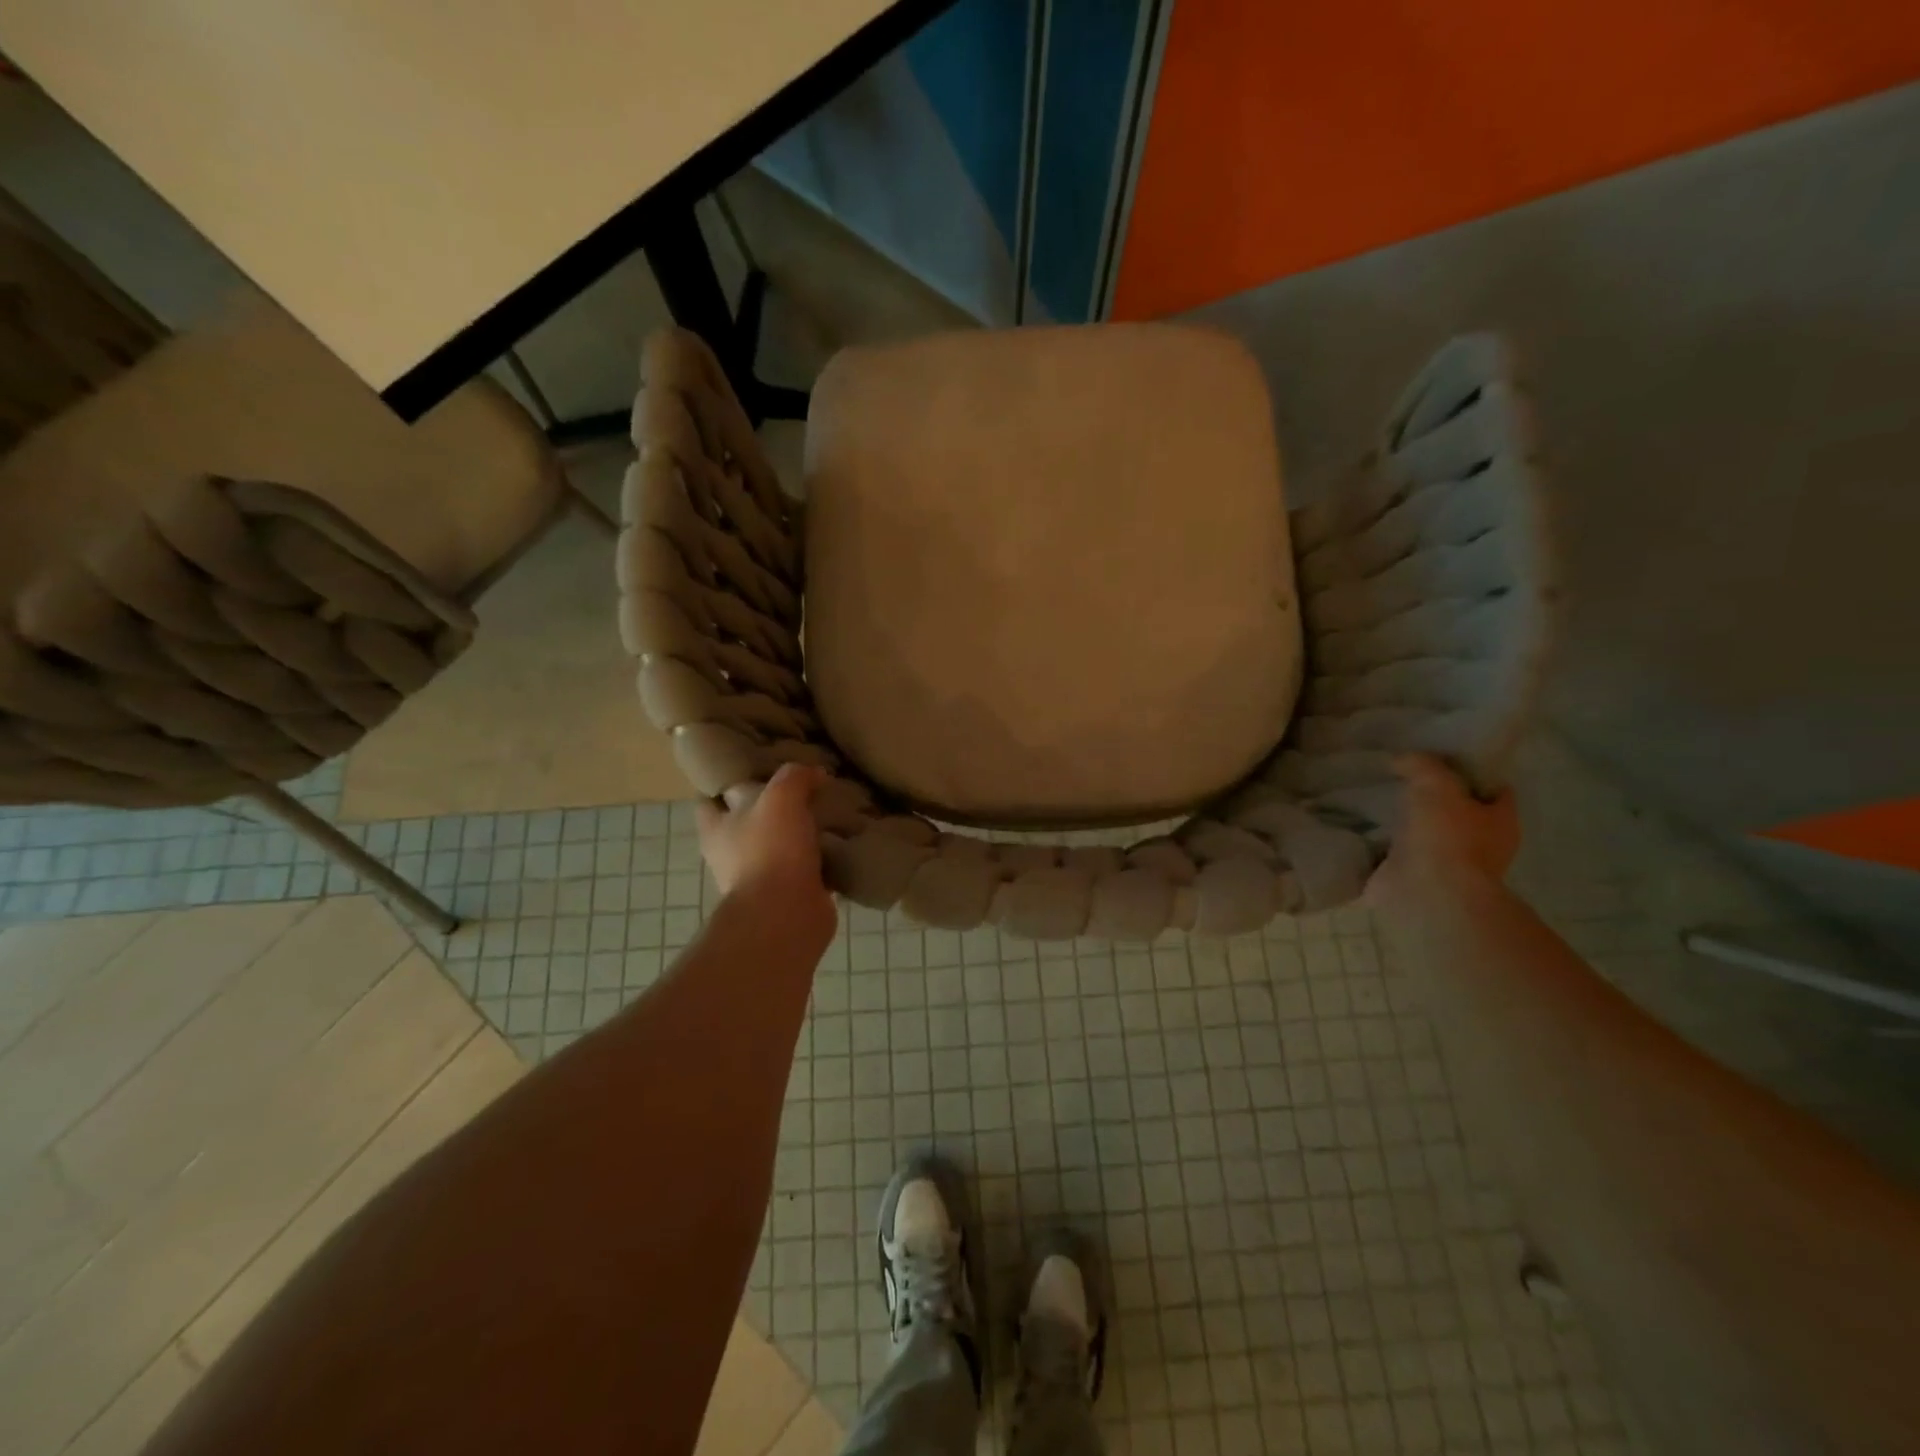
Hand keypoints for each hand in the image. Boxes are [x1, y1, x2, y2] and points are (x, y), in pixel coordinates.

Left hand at [696, 764, 834, 931]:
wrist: (788, 914)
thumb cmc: (771, 850)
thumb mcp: (782, 797)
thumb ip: (795, 777)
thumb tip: (815, 773)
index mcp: (716, 828)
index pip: (709, 798)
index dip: (726, 781)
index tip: (752, 765)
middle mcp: (732, 853)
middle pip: (748, 821)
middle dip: (771, 805)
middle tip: (801, 784)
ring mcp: (760, 877)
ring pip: (780, 844)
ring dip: (800, 832)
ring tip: (828, 809)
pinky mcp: (789, 894)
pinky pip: (806, 868)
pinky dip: (821, 857)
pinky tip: (842, 840)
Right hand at [1368, 753, 1519, 903]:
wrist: (1426, 893)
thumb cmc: (1446, 836)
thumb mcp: (1437, 785)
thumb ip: (1422, 765)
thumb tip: (1402, 759)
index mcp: (1500, 821)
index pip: (1494, 788)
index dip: (1473, 771)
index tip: (1442, 757)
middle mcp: (1480, 845)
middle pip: (1458, 812)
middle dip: (1434, 797)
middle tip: (1402, 776)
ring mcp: (1446, 866)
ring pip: (1426, 834)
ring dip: (1406, 823)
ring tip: (1375, 799)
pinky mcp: (1414, 879)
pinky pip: (1396, 854)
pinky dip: (1381, 844)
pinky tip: (1361, 827)